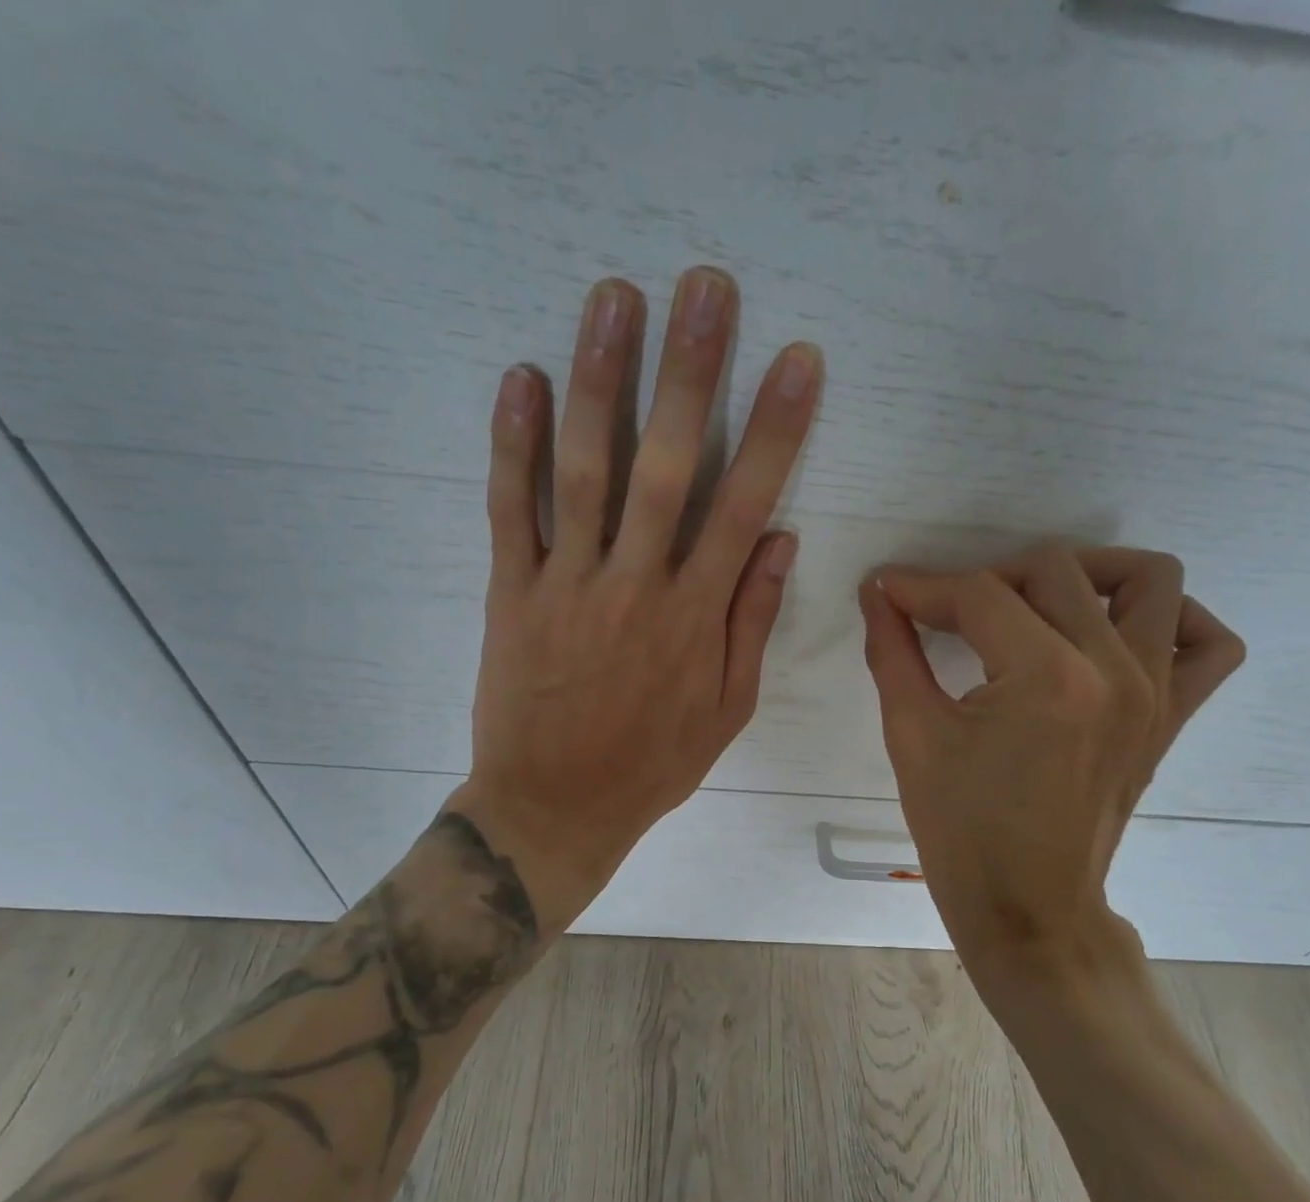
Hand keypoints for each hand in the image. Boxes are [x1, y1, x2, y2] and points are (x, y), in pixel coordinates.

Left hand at [448, 267, 822, 928]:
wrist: (555, 806)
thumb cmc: (652, 762)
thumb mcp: (727, 709)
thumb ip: (751, 622)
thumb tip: (780, 541)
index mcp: (697, 616)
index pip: (746, 505)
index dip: (777, 429)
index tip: (798, 361)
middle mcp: (637, 585)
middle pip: (670, 465)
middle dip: (692, 373)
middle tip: (705, 287)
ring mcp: (569, 584)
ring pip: (587, 469)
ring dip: (602, 379)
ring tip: (615, 298)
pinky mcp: (512, 592)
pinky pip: (511, 509)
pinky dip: (513, 444)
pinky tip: (521, 377)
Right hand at [859, 543, 1243, 1006]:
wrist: (1028, 910)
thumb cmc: (961, 832)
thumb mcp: (912, 738)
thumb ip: (892, 652)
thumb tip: (877, 592)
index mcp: (1046, 678)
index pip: (980, 595)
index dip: (923, 587)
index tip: (887, 592)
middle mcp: (1115, 671)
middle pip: (1055, 570)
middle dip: (985, 580)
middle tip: (946, 614)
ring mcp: (1156, 692)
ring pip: (1149, 580)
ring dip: (1086, 576)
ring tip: (1035, 608)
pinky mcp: (1171, 717)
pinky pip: (1206, 644)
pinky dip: (1172, 620)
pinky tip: (1117, 635)